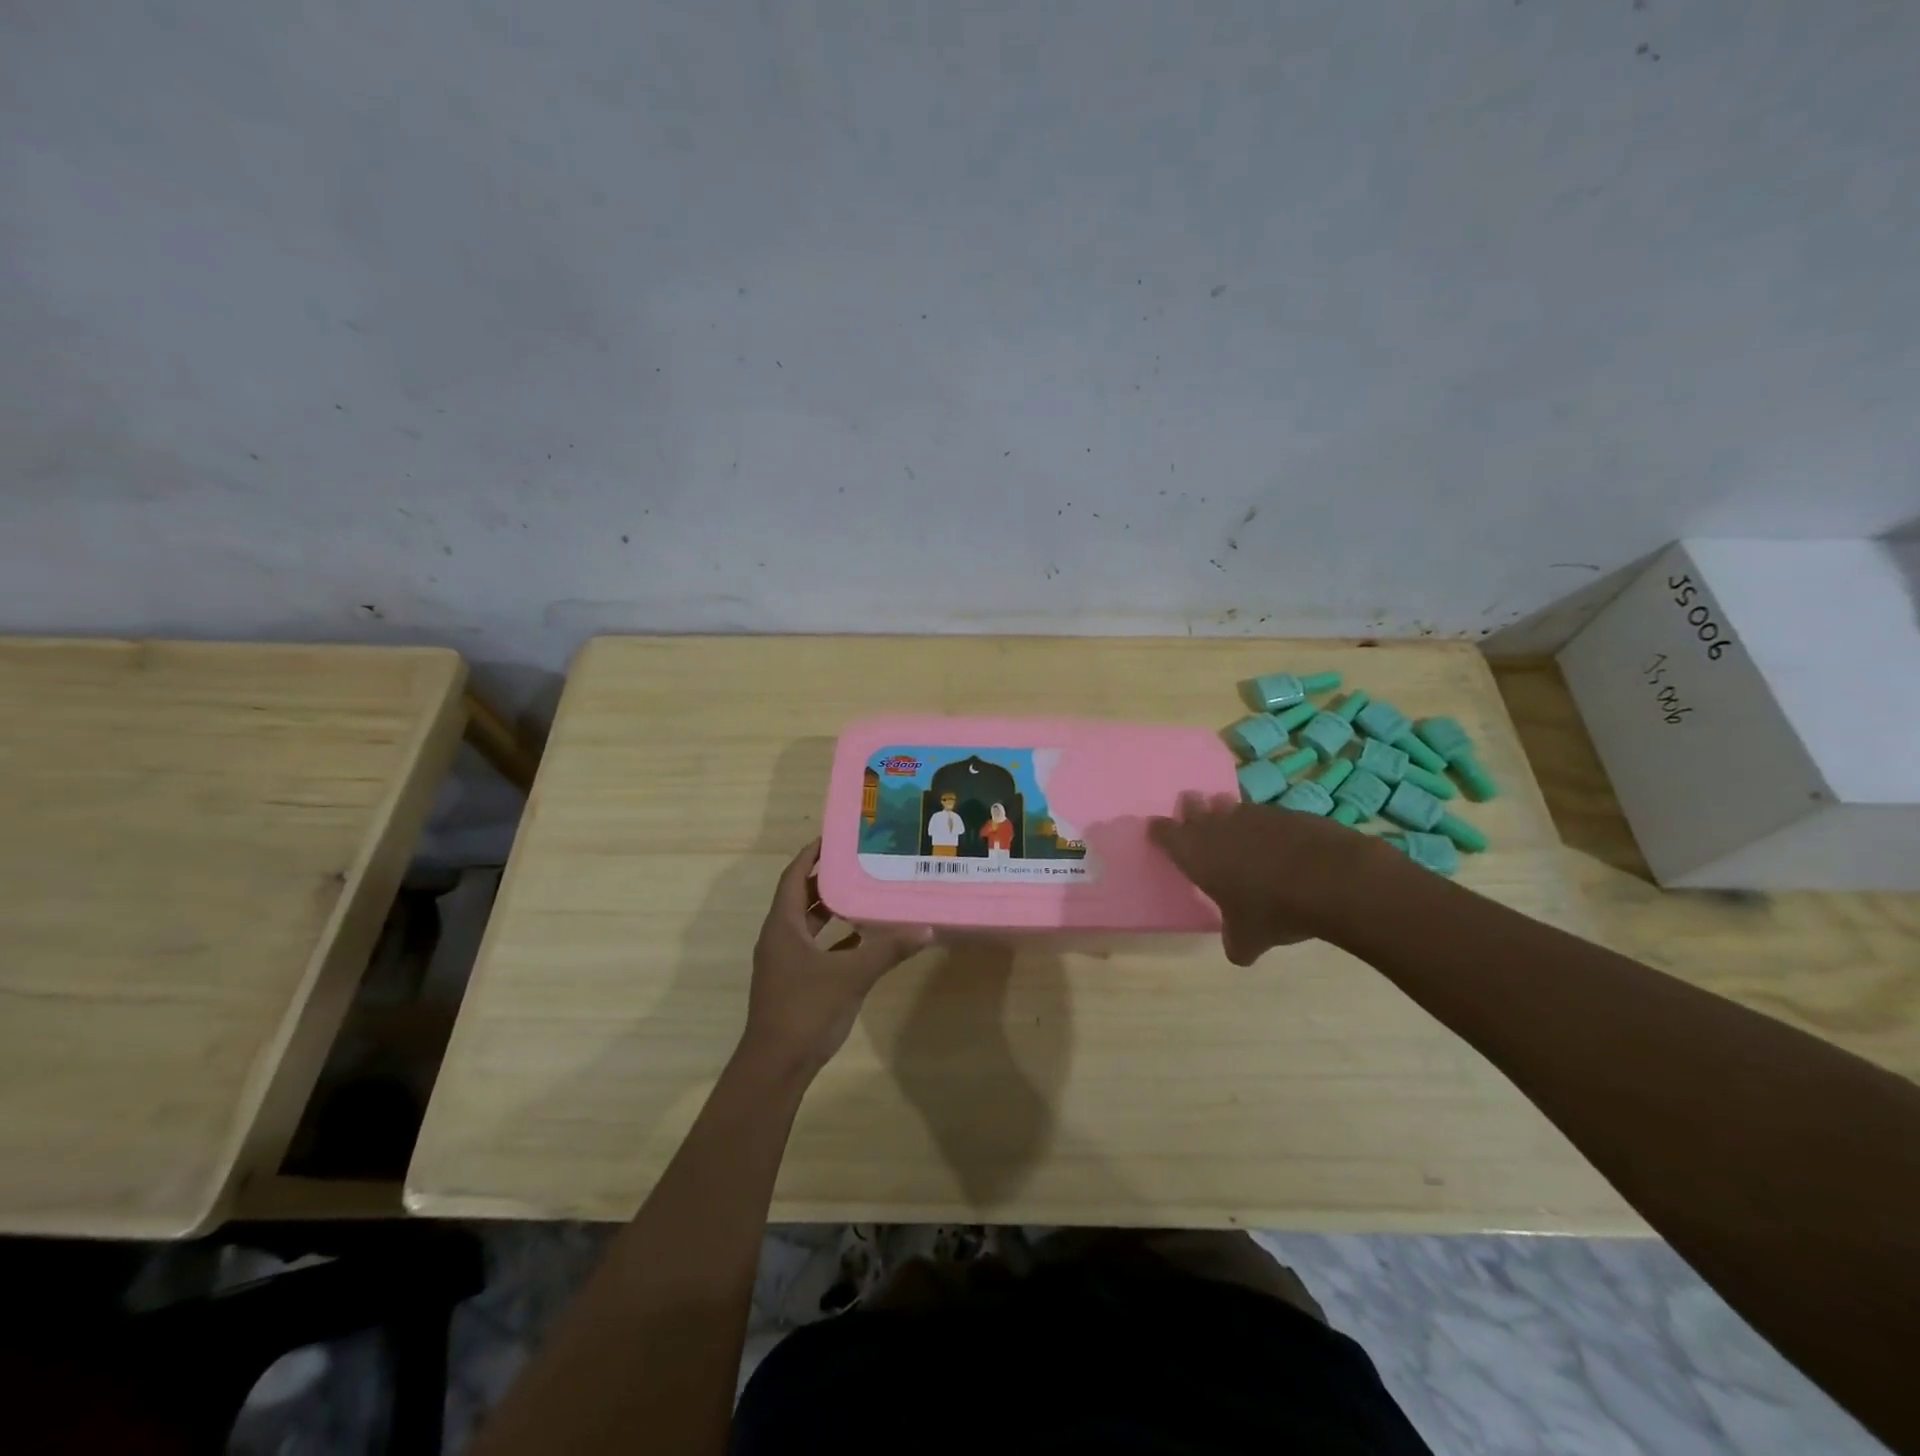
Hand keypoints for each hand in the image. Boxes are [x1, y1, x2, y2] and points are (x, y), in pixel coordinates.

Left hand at [740, 840, 932, 1074]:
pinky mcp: (794, 982)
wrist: (776, 1066)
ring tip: (865, 892)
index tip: (835, 836)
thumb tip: (926, 928)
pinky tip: (863, 938)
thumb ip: (887, 950)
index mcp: (782, 926)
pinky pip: (815, 947)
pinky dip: (835, 938)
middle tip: (859, 861)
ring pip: (808, 924)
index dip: (811, 855)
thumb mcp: (851, 975)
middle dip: (827, 878)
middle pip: (801, 897)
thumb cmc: (806, 1010)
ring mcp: (784, 962)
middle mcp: (779, 937)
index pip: (794, 877)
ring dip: (831, 908)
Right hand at [1147, 792, 1403, 963]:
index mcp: (1195, 853)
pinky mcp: (1285, 812)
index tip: (1157, 831)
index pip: (1165, 833)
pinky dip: (1264, 824)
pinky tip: (1275, 839)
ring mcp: (1253, 815)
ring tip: (1231, 822)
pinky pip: (1264, 814)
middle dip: (1191, 809)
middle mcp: (1217, 827)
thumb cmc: (1273, 910)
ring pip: (1229, 805)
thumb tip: (1239, 952)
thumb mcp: (1249, 940)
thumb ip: (1236, 942)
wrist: (1331, 879)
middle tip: (1191, 812)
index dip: (1159, 831)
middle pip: (1194, 806)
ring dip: (1226, 812)